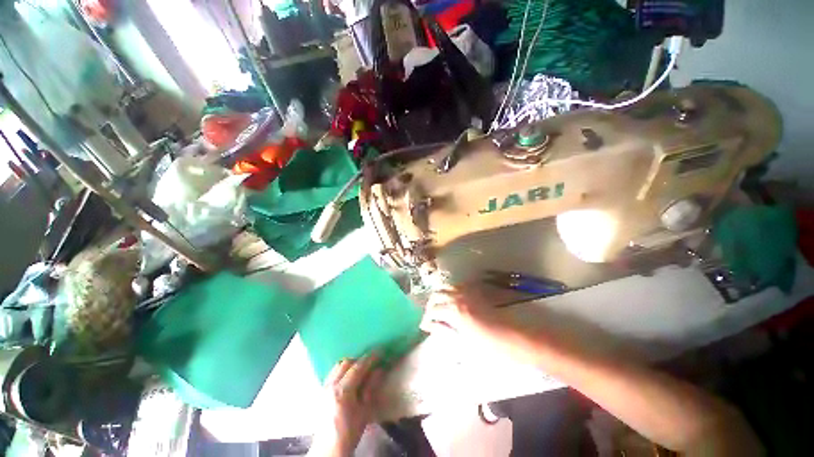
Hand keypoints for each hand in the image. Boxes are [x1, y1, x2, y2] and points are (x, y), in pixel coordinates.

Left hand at [309, 355, 385, 456]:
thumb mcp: (364, 411)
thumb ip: (371, 387)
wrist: (329, 449)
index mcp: (342, 391)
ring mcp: (324, 387)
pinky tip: (348, 378)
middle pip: (345, 363)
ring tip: (359, 370)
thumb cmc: (350, 431)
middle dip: (359, 360)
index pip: (358, 367)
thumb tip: (380, 369)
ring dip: (349, 364)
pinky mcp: (321, 392)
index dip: (370, 358)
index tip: (380, 352)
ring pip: (337, 366)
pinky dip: (341, 371)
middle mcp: (331, 385)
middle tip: (370, 363)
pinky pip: (332, 373)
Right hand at [420, 286, 511, 338]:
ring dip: (439, 296)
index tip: (425, 326)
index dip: (426, 319)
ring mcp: (466, 292)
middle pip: (436, 295)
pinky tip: (452, 300)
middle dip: (431, 305)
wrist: (511, 338)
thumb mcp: (461, 342)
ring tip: (440, 307)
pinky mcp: (474, 290)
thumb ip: (443, 331)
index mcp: (453, 311)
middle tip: (431, 316)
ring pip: (445, 287)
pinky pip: (457, 285)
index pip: (432, 310)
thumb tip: (428, 326)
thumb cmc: (487, 346)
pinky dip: (450, 291)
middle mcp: (458, 297)